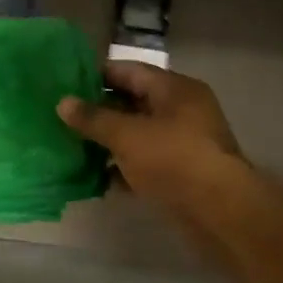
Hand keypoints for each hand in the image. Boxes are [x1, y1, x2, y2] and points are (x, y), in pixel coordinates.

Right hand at [57, 62, 243, 212]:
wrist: (219, 211)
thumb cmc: (172, 159)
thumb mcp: (126, 135)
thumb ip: (93, 118)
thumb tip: (63, 102)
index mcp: (174, 89)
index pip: (128, 70)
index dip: (95, 75)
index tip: (64, 84)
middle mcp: (182, 110)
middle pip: (133, 102)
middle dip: (99, 111)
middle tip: (63, 117)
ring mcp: (183, 142)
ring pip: (137, 134)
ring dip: (108, 141)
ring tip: (72, 146)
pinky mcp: (182, 172)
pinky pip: (145, 161)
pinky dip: (123, 167)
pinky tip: (96, 177)